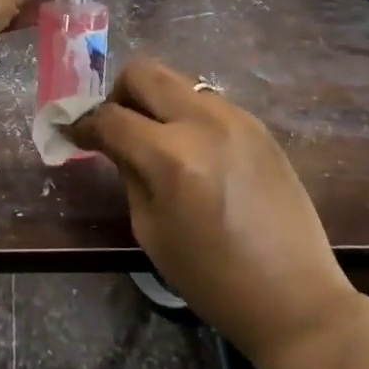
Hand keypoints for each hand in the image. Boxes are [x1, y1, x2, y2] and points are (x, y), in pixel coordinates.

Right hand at [66, 57, 360, 366]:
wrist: (294, 296)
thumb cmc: (211, 278)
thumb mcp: (150, 229)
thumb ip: (128, 172)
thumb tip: (112, 141)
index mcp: (170, 156)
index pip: (111, 117)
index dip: (83, 123)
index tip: (74, 132)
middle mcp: (203, 122)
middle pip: (144, 72)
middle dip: (119, 93)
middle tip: (117, 126)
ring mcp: (237, 118)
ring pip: (179, 81)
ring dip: (156, 101)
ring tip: (157, 140)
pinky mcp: (259, 126)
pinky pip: (208, 102)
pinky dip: (188, 115)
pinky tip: (194, 151)